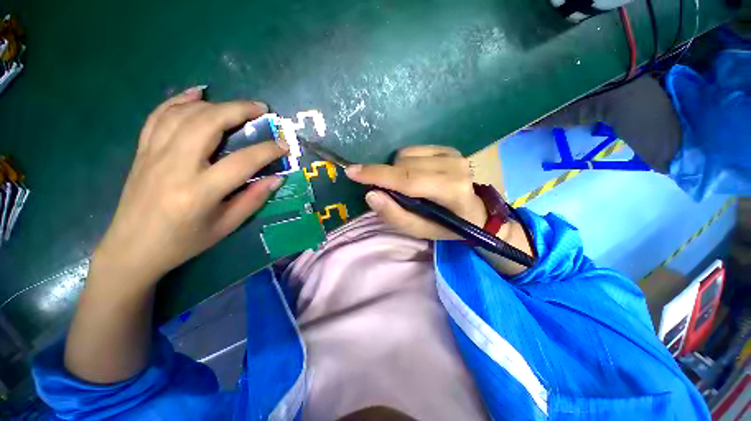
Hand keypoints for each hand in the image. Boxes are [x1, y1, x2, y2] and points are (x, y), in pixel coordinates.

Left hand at [93, 87, 286, 287]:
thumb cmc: (183, 242)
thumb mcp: (225, 227)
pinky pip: (159, 116)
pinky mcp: (142, 151)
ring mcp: (154, 154)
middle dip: (239, 110)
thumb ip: (253, 200)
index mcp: (199, 192)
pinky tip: (197, 93)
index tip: (284, 145)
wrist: (132, 249)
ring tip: (237, 106)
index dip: (267, 151)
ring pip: (185, 114)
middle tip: (261, 110)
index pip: (242, 162)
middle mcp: (175, 166)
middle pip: (208, 124)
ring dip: (215, 104)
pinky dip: (179, 100)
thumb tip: (276, 179)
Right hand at [345, 146, 486, 239]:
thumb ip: (395, 215)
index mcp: (450, 190)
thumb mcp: (420, 230)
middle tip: (389, 192)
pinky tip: (416, 174)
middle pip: (403, 164)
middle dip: (387, 176)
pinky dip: (406, 162)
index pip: (407, 179)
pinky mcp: (449, 148)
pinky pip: (414, 150)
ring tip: (407, 186)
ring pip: (406, 154)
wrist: (476, 211)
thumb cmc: (447, 226)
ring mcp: (453, 154)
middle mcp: (454, 166)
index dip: (377, 175)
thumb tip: (372, 194)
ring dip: (397, 170)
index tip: (352, 172)